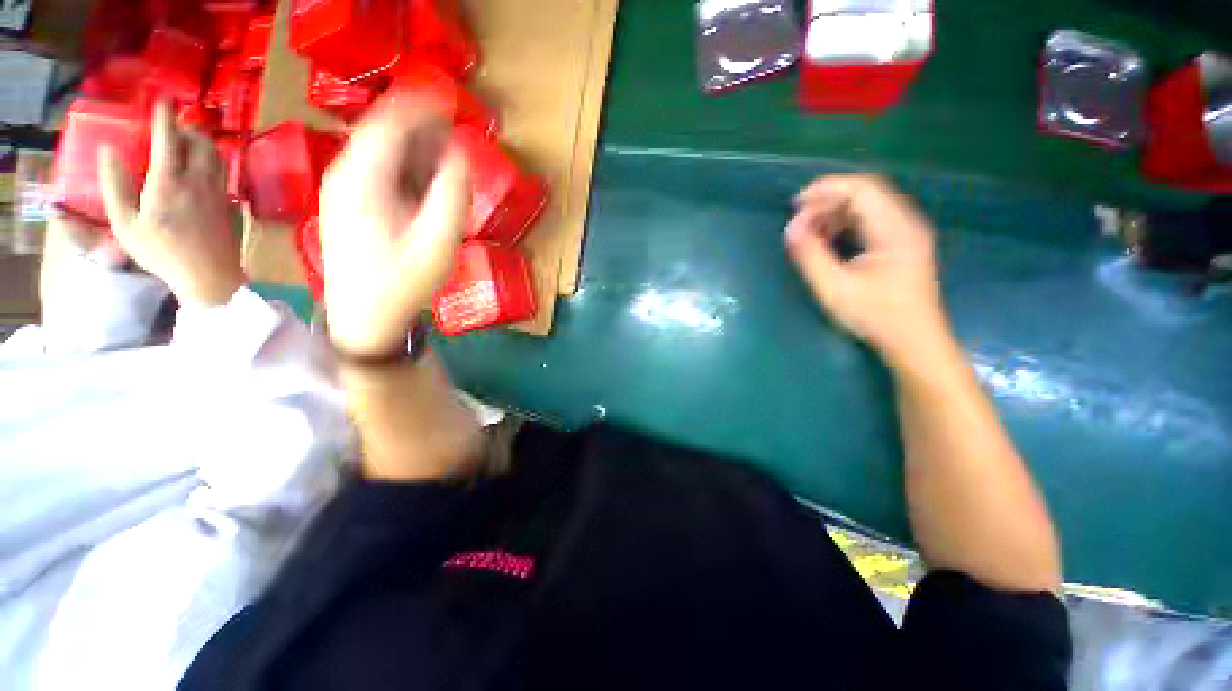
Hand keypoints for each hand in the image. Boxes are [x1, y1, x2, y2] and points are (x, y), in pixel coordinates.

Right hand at [98, 101, 244, 307]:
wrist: (209, 276)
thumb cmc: (161, 253)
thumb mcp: (125, 223)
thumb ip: (115, 185)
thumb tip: (109, 149)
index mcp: (169, 181)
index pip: (169, 138)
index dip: (165, 116)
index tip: (161, 99)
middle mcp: (198, 180)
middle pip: (200, 142)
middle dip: (186, 128)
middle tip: (170, 130)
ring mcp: (218, 192)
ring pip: (216, 155)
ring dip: (201, 143)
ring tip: (184, 146)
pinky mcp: (229, 203)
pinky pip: (222, 172)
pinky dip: (211, 161)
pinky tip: (199, 169)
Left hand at [318, 94, 470, 357]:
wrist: (364, 319)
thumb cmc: (403, 284)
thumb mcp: (437, 242)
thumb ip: (451, 195)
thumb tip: (461, 155)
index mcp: (362, 179)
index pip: (388, 122)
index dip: (420, 106)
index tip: (450, 99)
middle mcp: (345, 175)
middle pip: (382, 133)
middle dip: (420, 126)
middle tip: (456, 129)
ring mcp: (342, 190)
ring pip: (380, 151)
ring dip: (415, 147)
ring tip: (448, 154)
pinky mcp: (348, 205)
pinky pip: (378, 171)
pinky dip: (405, 167)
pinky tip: (426, 181)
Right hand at [785, 175, 949, 366]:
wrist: (914, 341)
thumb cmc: (876, 316)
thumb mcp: (834, 288)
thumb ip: (810, 255)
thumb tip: (790, 229)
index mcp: (895, 229)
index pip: (861, 189)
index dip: (826, 189)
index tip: (795, 204)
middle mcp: (905, 223)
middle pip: (864, 194)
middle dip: (826, 201)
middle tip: (797, 221)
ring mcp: (905, 233)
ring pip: (866, 207)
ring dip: (833, 213)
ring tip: (807, 232)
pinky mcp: (900, 244)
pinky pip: (869, 221)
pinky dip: (844, 225)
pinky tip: (826, 240)